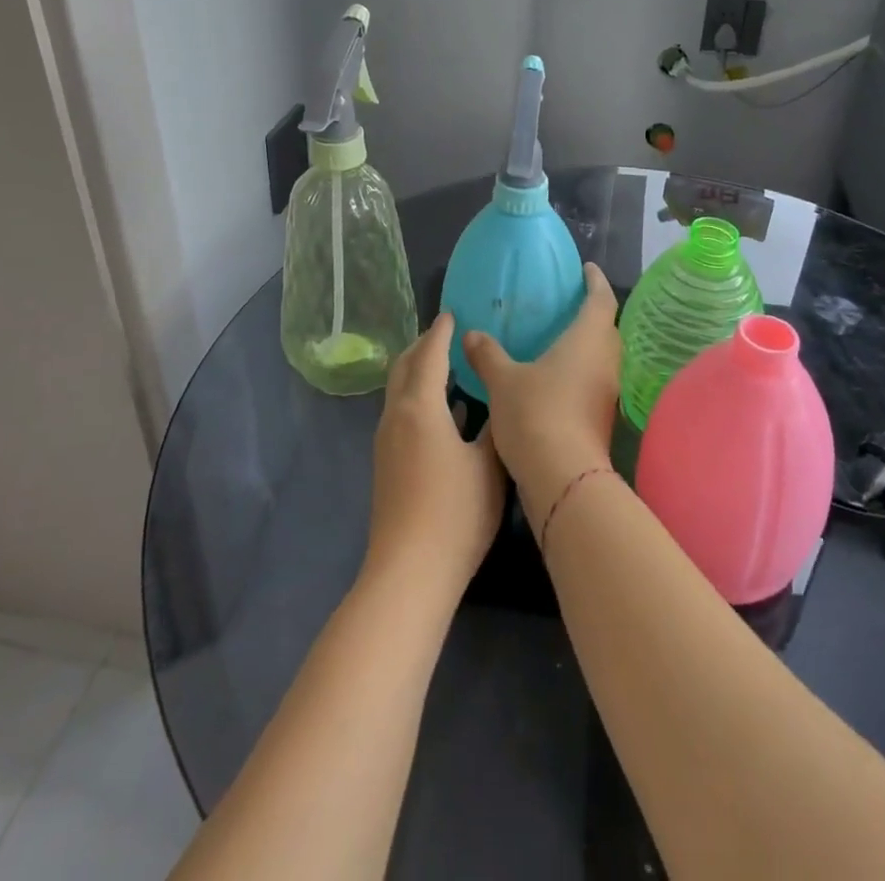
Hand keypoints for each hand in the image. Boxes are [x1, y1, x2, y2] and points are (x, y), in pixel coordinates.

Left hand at [366, 313, 505, 600]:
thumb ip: (493, 426)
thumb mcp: (489, 464)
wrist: (409, 571)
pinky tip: (445, 412)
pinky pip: (401, 412)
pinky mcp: (387, 462)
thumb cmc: (456, 512)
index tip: (454, 314)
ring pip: (400, 390)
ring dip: (420, 371)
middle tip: (448, 334)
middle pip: (405, 366)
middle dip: (424, 345)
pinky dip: (419, 396)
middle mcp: (396, 415)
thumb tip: (498, 400)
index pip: (430, 354)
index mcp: (420, 406)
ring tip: (449, 366)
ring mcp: (387, 440)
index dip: (442, 332)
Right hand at [463, 263, 621, 523]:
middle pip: (606, 328)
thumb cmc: (537, 414)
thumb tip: (472, 334)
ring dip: (586, 345)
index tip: (586, 269)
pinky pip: (593, 381)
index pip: (602, 299)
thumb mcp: (504, 380)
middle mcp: (605, 361)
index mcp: (588, 340)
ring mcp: (606, 393)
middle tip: (566, 304)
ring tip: (557, 339)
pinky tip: (553, 379)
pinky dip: (579, 372)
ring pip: (601, 357)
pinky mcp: (601, 418)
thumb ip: (488, 354)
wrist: (563, 479)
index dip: (596, 281)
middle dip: (591, 313)